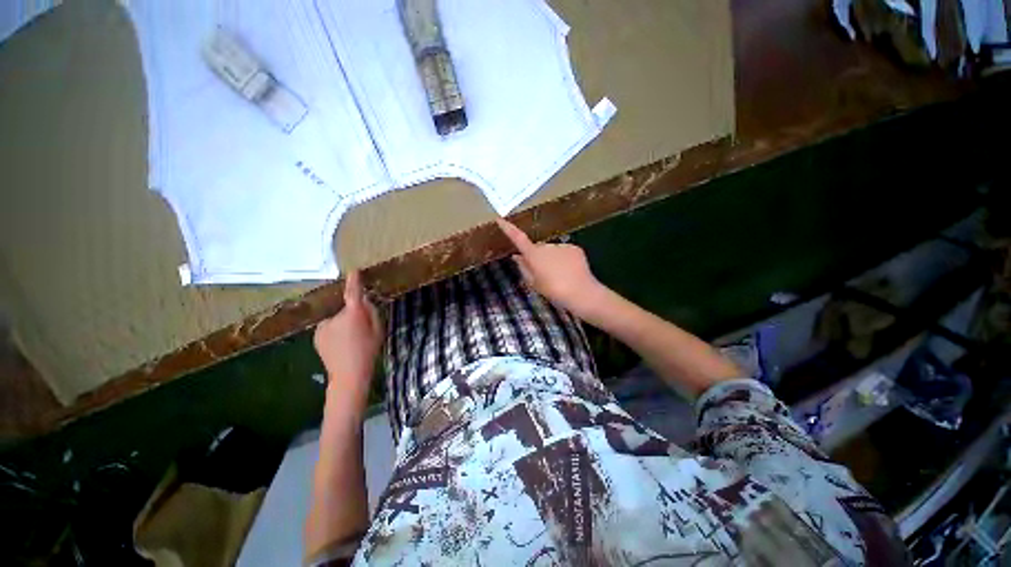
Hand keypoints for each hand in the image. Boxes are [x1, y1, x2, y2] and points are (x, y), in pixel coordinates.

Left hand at [313, 271, 382, 397]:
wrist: (348, 374)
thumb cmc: (368, 351)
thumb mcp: (378, 329)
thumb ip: (372, 312)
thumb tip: (364, 301)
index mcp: (353, 315)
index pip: (353, 293)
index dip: (354, 282)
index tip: (354, 271)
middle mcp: (335, 316)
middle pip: (346, 308)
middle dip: (353, 314)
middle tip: (361, 329)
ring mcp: (323, 326)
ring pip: (337, 318)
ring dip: (343, 323)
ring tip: (350, 340)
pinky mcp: (317, 334)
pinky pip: (329, 326)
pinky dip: (335, 330)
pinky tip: (340, 344)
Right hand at [496, 218, 603, 315]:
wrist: (581, 292)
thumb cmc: (553, 291)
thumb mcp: (534, 283)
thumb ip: (524, 268)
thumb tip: (517, 257)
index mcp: (534, 255)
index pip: (518, 238)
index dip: (508, 228)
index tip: (500, 219)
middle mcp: (546, 245)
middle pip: (538, 249)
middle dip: (538, 257)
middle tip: (543, 275)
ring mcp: (562, 245)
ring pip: (552, 251)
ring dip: (552, 259)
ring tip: (559, 276)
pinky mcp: (575, 248)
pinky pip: (565, 252)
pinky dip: (564, 259)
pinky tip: (569, 272)